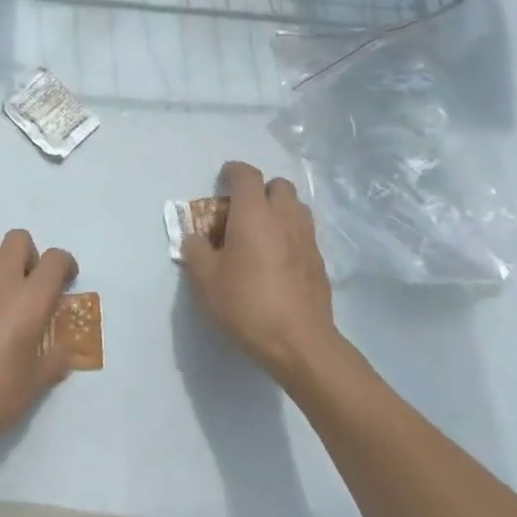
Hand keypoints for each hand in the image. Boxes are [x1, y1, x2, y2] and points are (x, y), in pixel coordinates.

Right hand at [182, 161, 340, 385]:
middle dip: (261, 190)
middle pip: (278, 185)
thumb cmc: (247, 305)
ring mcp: (307, 240)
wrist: (300, 344)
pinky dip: (291, 236)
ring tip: (262, 233)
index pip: (246, 175)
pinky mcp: (320, 263)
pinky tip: (278, 260)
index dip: (233, 172)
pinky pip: (305, 234)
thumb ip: (196, 251)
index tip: (222, 180)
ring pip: (296, 208)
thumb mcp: (205, 280)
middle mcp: (284, 218)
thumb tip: (197, 239)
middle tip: (243, 212)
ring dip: (279, 211)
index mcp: (254, 214)